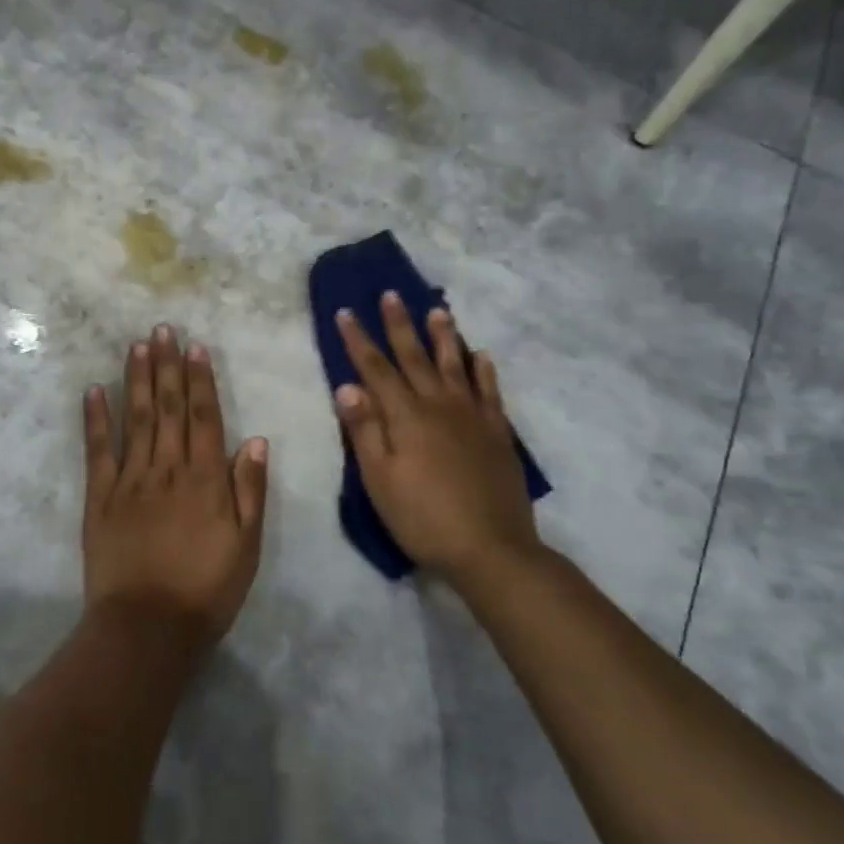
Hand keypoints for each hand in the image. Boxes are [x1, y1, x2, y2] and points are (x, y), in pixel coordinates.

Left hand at [82, 325, 268, 647]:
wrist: (147, 627)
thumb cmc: (205, 590)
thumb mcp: (246, 547)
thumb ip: (249, 491)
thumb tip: (256, 440)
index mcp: (205, 479)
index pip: (203, 417)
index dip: (200, 380)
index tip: (195, 347)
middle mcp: (167, 469)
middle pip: (167, 408)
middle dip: (166, 365)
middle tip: (163, 329)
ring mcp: (130, 480)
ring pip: (134, 419)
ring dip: (136, 379)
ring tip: (137, 345)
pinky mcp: (100, 497)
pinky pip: (98, 450)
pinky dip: (96, 419)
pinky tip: (94, 390)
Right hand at [334, 292, 541, 583]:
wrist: (491, 549)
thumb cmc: (423, 517)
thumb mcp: (380, 479)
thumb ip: (364, 430)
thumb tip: (347, 385)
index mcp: (406, 416)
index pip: (376, 369)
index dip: (359, 340)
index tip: (346, 312)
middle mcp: (439, 405)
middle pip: (415, 357)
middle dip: (399, 324)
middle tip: (391, 294)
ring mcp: (472, 417)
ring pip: (455, 365)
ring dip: (444, 336)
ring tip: (438, 310)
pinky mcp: (497, 433)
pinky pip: (490, 391)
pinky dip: (484, 370)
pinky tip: (481, 355)